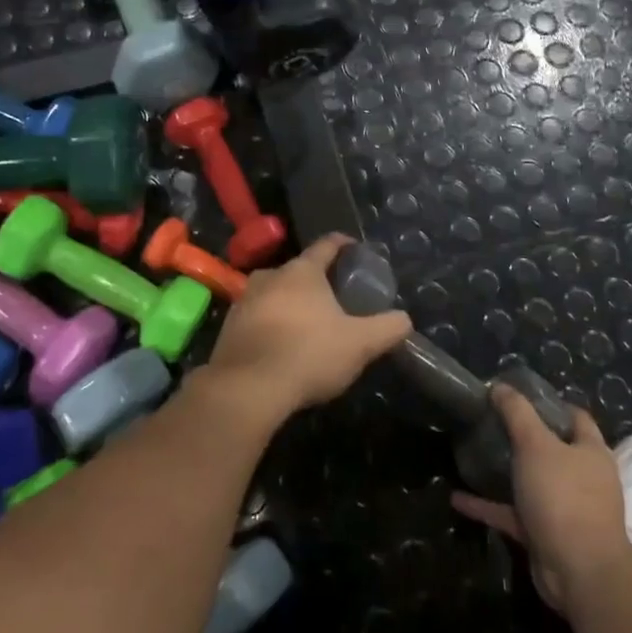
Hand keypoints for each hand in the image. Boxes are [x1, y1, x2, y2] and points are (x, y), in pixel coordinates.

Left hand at [198, 234, 412, 428]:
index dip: (342, 244)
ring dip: (289, 303)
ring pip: (273, 293)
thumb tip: (404, 319)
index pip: (325, 246)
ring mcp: (243, 301)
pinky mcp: (227, 328)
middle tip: (334, 298)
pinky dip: (270, 325)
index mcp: (302, 272)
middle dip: (315, 281)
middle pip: (297, 271)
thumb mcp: (360, 344)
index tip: (353, 246)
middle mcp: (269, 276)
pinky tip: (280, 345)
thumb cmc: (308, 354)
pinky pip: (256, 318)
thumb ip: (387, 328)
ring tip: (306, 323)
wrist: (247, 388)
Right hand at [451, 386, 629, 615]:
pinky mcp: (546, 534)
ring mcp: (566, 508)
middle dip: (524, 437)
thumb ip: (517, 414)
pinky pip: (513, 514)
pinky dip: (488, 506)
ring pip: (532, 482)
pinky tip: (459, 498)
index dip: (550, 403)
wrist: (579, 572)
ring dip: (505, 472)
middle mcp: (583, 478)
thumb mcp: (536, 445)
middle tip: (491, 422)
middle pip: (553, 449)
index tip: (517, 395)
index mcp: (591, 451)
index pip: (575, 417)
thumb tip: (500, 386)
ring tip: (475, 455)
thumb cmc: (563, 497)